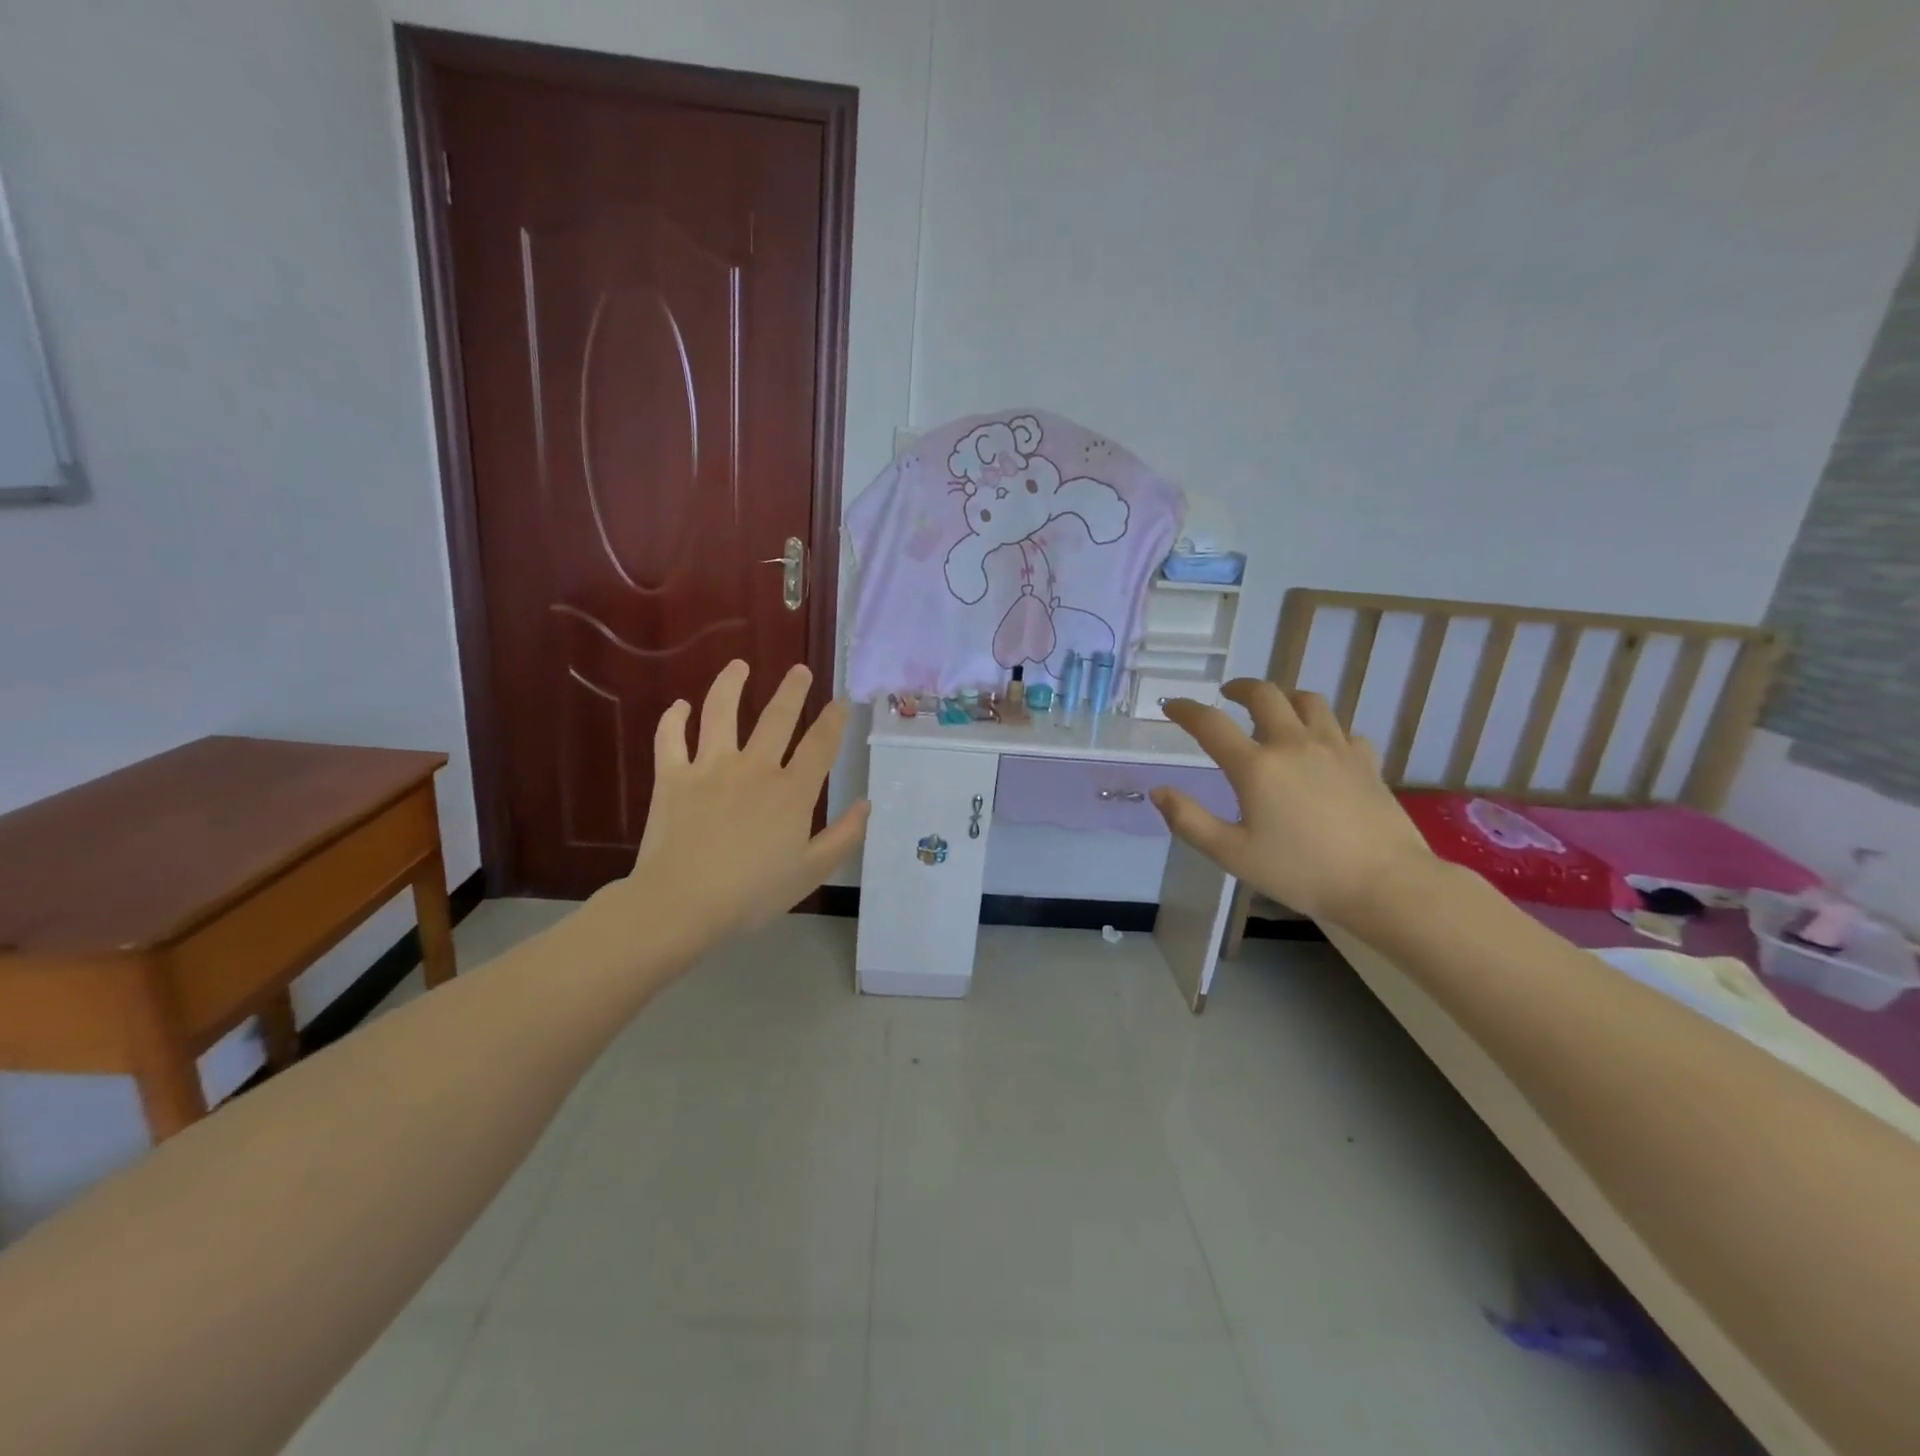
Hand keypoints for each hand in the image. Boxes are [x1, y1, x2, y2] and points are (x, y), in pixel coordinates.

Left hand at [615, 661, 868, 953]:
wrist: (682, 904)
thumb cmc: (752, 894)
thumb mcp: (811, 872)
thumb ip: (843, 836)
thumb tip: (866, 804)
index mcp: (791, 791)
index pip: (820, 744)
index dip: (834, 720)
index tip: (841, 701)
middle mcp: (754, 767)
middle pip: (777, 717)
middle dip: (792, 690)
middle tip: (799, 670)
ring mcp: (710, 767)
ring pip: (721, 713)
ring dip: (731, 685)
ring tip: (739, 666)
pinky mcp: (672, 776)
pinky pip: (670, 739)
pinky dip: (673, 719)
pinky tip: (679, 706)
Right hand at [1153, 680, 1435, 925]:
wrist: (1385, 884)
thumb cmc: (1301, 872)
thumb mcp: (1232, 854)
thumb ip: (1189, 821)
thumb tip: (1159, 792)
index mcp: (1256, 766)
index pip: (1211, 724)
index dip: (1185, 710)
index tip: (1171, 705)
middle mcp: (1293, 744)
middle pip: (1265, 695)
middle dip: (1240, 687)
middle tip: (1227, 694)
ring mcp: (1335, 748)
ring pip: (1308, 701)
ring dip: (1285, 698)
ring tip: (1275, 710)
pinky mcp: (1366, 761)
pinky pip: (1342, 730)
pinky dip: (1325, 730)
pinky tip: (1322, 747)